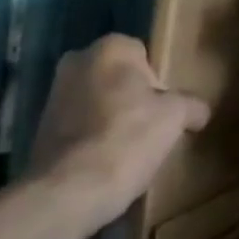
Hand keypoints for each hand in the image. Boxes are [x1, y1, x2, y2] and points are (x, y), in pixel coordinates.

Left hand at [28, 34, 209, 226]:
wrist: (71, 190)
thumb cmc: (129, 138)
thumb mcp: (177, 116)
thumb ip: (191, 105)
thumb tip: (198, 111)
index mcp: (109, 49)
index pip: (144, 54)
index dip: (160, 80)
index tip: (169, 107)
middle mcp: (76, 62)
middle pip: (119, 77)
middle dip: (135, 97)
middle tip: (155, 125)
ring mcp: (53, 95)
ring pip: (99, 101)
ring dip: (115, 117)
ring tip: (134, 146)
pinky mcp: (41, 128)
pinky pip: (81, 125)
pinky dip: (96, 137)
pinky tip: (110, 159)